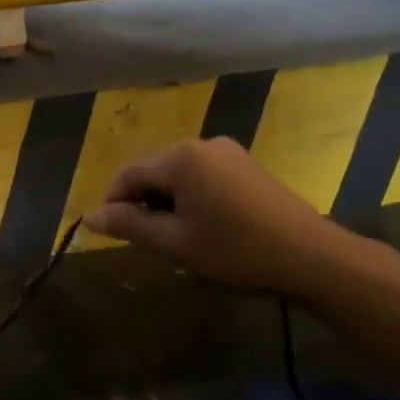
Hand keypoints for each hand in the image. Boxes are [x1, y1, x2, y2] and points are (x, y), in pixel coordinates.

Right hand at [83, 137, 399, 301]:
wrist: (310, 255)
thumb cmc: (235, 250)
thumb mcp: (176, 242)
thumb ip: (130, 226)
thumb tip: (90, 217)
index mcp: (180, 158)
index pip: (128, 174)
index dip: (113, 203)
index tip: (110, 234)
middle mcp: (201, 144)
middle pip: (153, 170)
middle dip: (140, 202)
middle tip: (144, 241)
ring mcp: (227, 152)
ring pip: (178, 174)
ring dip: (165, 202)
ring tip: (173, 238)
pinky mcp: (245, 165)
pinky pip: (202, 176)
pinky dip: (190, 197)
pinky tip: (201, 226)